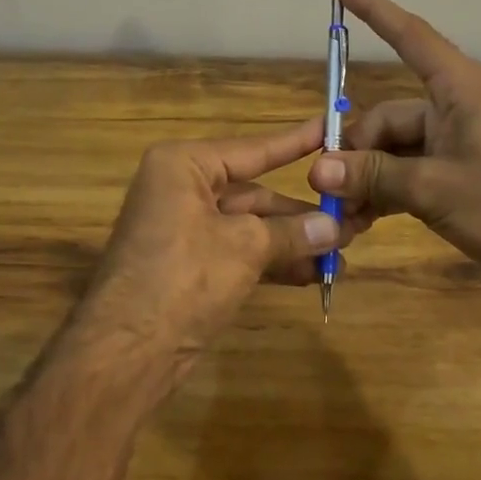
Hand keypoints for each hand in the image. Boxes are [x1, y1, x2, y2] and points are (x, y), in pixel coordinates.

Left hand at [73, 117, 369, 384]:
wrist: (126, 351)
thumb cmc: (184, 277)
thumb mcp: (244, 247)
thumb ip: (292, 233)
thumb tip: (336, 227)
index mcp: (184, 166)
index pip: (252, 150)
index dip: (295, 143)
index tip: (331, 128)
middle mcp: (181, 190)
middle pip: (254, 193)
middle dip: (302, 212)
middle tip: (354, 218)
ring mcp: (184, 230)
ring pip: (250, 227)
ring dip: (293, 241)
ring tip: (342, 254)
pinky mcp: (189, 266)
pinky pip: (239, 253)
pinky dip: (273, 262)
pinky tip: (313, 274)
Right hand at [308, 0, 480, 311]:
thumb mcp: (435, 189)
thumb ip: (374, 175)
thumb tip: (317, 168)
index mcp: (460, 90)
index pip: (410, 36)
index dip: (374, 10)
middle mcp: (456, 109)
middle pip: (387, 116)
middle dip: (354, 149)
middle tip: (326, 186)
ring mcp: (458, 145)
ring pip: (394, 150)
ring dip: (367, 178)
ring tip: (341, 213)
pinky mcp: (459, 177)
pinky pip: (408, 174)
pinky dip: (385, 193)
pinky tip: (361, 222)